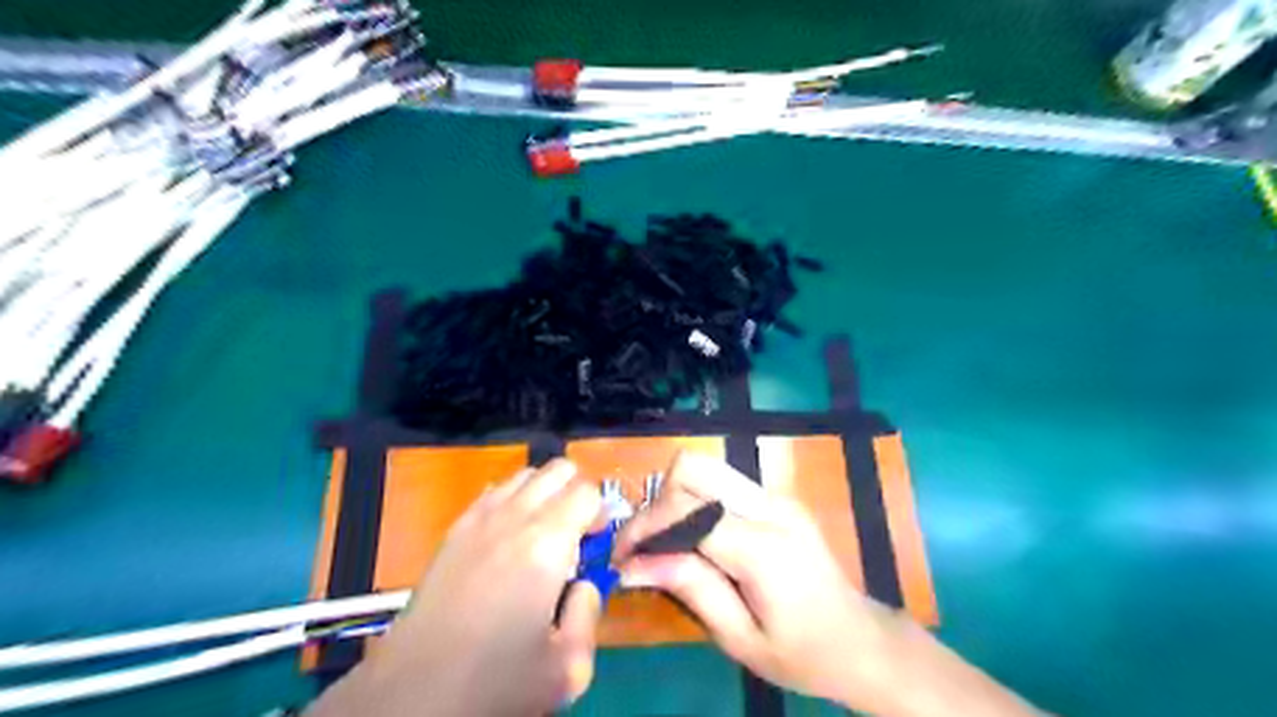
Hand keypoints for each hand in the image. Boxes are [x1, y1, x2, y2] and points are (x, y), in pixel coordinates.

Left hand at [313, 461, 603, 714]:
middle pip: (558, 470)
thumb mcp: (568, 667)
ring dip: (545, 494)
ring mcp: (479, 518)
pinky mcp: (454, 529)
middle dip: (576, 494)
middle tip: (575, 536)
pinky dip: (513, 501)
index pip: (587, 492)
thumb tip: (586, 583)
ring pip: (526, 475)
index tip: (595, 546)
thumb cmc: (496, 682)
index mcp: (547, 544)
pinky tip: (508, 541)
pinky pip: (494, 492)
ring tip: (542, 536)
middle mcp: (514, 517)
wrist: (414, 692)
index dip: (601, 515)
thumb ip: (590, 612)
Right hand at [615, 454, 900, 710]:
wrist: (861, 640)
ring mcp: (777, 496)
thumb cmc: (802, 653)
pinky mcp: (776, 498)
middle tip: (647, 546)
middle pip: (693, 467)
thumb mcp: (739, 637)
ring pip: (705, 468)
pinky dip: (695, 503)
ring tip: (666, 544)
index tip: (620, 556)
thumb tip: (631, 564)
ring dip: (675, 499)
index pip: (686, 510)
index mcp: (763, 547)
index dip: (644, 526)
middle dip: (657, 502)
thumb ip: (688, 588)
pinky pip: (721, 484)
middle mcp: (770, 506)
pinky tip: (694, 539)